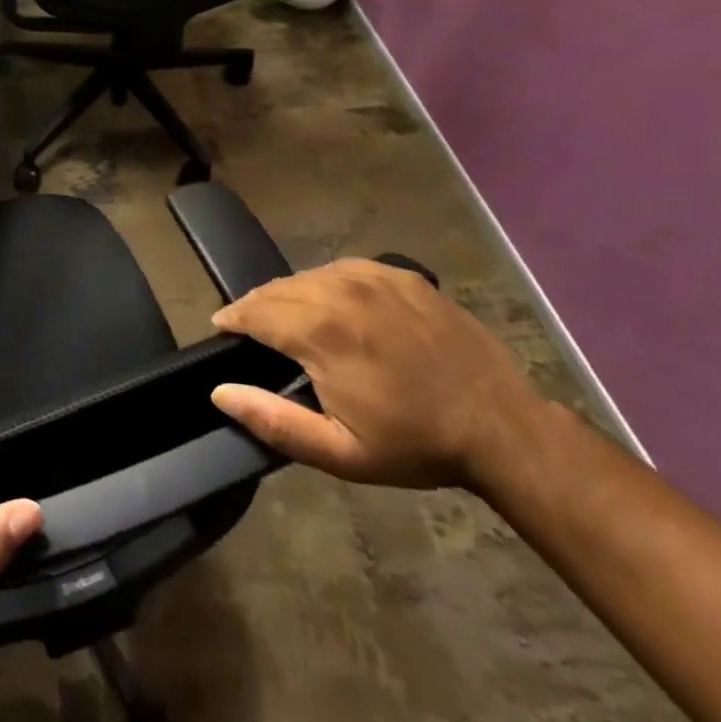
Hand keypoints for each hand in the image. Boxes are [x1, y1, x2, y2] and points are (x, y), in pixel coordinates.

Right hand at [209, 258, 547, 488]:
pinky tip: (331, 304)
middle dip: (256, 307)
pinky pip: (343, 269)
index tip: (222, 329)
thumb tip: (219, 391)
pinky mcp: (401, 274)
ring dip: (288, 294)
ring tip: (286, 318)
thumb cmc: (415, 443)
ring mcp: (374, 277)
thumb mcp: (340, 452)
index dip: (232, 319)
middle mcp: (341, 291)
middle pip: (277, 289)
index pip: (254, 311)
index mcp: (321, 331)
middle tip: (250, 329)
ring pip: (308, 276)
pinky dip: (325, 284)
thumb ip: (273, 421)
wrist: (501, 427)